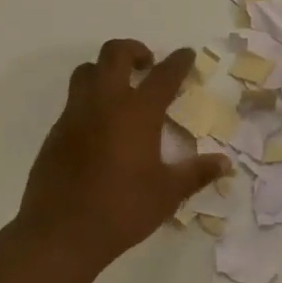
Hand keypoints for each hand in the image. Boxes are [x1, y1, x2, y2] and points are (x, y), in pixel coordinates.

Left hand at [17, 40, 231, 271]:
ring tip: (120, 89)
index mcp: (137, 113)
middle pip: (114, 54)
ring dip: (105, 69)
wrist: (60, 232)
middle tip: (147, 65)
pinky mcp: (56, 132)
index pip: (163, 75)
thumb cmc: (121, 209)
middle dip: (134, 50)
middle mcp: (104, 103)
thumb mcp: (167, 194)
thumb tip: (225, 164)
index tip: (186, 54)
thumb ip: (196, 173)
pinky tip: (100, 125)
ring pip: (86, 71)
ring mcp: (75, 115)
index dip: (178, 61)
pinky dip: (90, 99)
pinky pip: (73, 100)